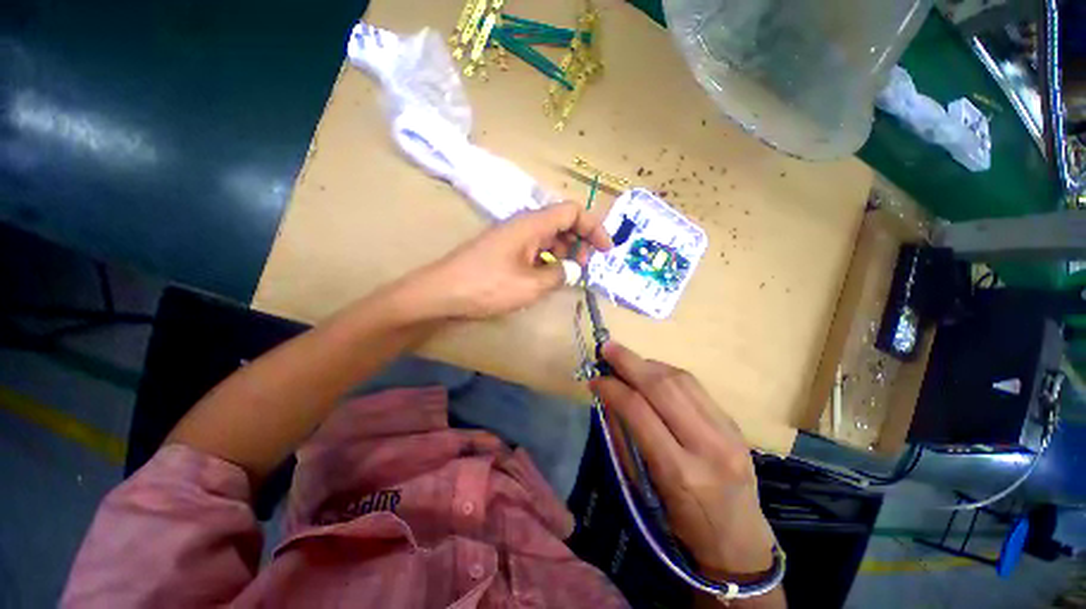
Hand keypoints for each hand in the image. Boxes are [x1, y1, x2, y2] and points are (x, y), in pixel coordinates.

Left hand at [415, 202, 612, 318]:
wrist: (442, 292)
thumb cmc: (487, 286)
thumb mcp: (531, 285)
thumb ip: (560, 274)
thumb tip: (575, 270)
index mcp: (532, 224)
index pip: (572, 211)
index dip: (594, 227)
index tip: (606, 250)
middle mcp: (524, 224)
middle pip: (562, 223)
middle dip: (580, 242)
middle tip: (586, 268)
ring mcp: (512, 237)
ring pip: (548, 237)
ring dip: (565, 253)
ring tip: (571, 275)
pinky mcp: (505, 250)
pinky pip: (535, 249)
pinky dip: (548, 260)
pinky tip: (549, 277)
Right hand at [589, 342, 777, 577]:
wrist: (741, 543)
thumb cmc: (682, 525)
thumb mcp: (645, 490)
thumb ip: (626, 439)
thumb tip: (609, 398)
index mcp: (680, 472)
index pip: (639, 411)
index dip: (613, 388)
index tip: (595, 380)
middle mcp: (707, 446)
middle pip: (663, 388)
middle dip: (629, 362)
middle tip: (607, 348)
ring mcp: (727, 432)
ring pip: (682, 380)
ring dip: (648, 364)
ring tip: (626, 359)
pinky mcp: (735, 424)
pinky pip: (695, 387)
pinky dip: (668, 373)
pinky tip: (652, 371)